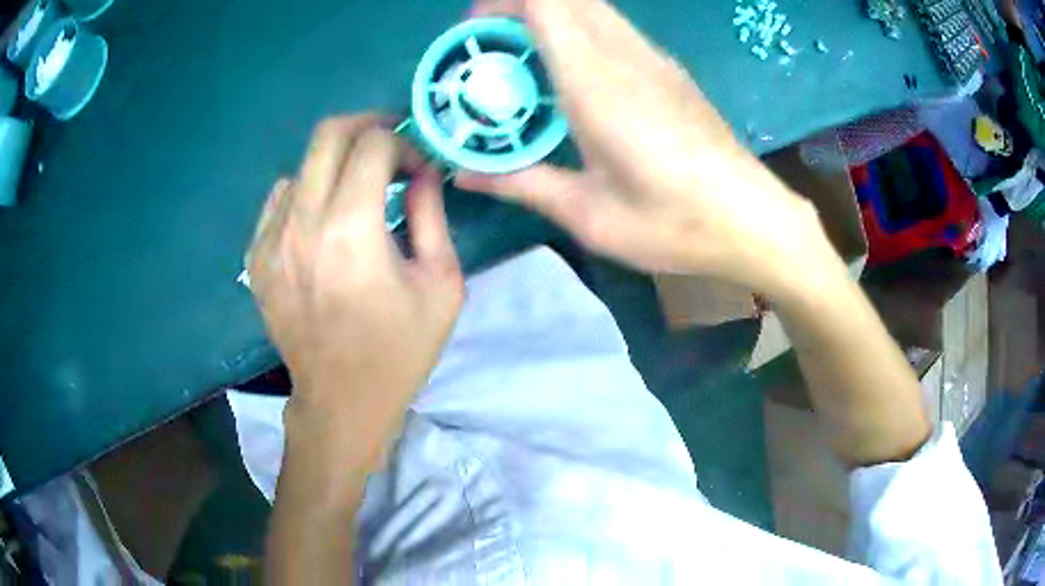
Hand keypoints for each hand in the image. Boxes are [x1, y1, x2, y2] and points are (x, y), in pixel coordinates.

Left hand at [247, 115, 463, 473]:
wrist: (342, 401)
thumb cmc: (400, 349)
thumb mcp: (441, 284)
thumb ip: (431, 215)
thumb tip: (422, 171)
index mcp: (352, 230)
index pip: (373, 145)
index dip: (403, 143)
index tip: (417, 167)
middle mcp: (302, 224)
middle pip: (328, 134)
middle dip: (366, 127)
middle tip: (389, 148)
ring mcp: (270, 241)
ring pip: (303, 166)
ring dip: (336, 167)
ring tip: (358, 195)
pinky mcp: (256, 259)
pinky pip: (279, 200)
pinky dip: (306, 195)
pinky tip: (323, 223)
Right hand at [459, 0, 835, 297]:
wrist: (753, 219)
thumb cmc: (673, 222)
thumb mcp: (589, 214)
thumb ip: (522, 183)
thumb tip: (463, 173)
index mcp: (597, 83)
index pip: (545, 5)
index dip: (502, 4)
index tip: (473, 33)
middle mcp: (626, 56)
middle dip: (519, 7)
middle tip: (491, 47)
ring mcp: (654, 59)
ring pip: (593, 8)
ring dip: (551, 17)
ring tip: (525, 59)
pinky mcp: (671, 71)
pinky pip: (615, 28)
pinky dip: (580, 31)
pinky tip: (573, 74)